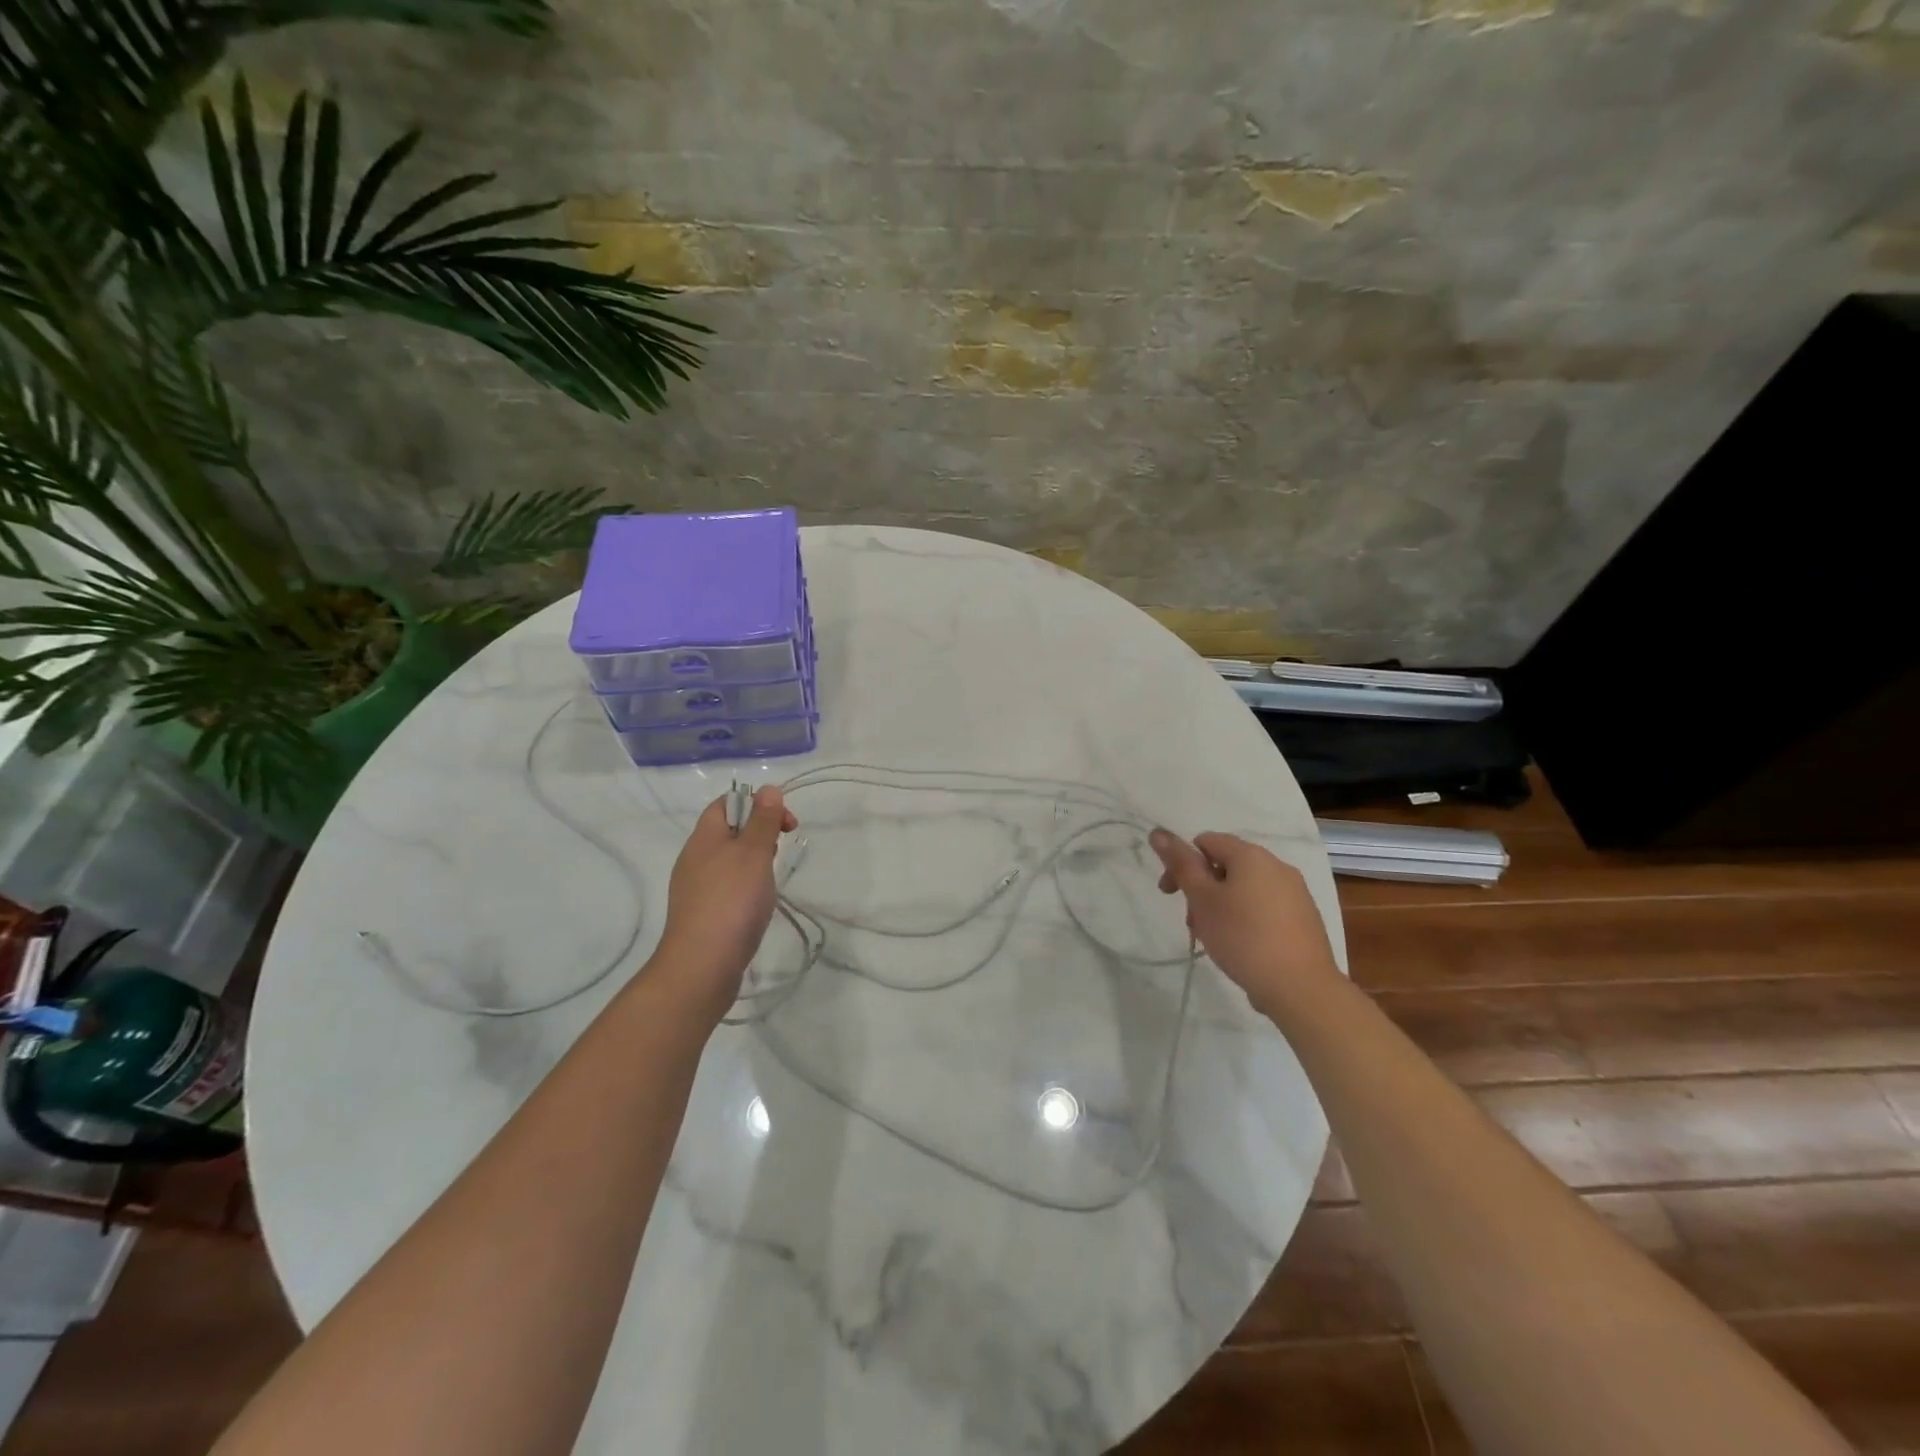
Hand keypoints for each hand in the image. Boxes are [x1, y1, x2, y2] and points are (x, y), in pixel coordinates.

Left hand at [652, 787, 797, 1020]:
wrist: (702, 966)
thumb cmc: (732, 901)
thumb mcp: (754, 852)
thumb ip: (763, 820)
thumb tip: (768, 789)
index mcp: (704, 838)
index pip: (727, 803)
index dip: (757, 804)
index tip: (785, 823)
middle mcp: (695, 858)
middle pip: (729, 831)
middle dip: (760, 834)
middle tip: (781, 851)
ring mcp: (696, 888)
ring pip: (730, 861)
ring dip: (755, 863)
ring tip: (770, 881)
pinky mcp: (702, 914)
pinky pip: (727, 888)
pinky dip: (746, 888)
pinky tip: (757, 906)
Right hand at [1148, 828, 1339, 1011]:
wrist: (1301, 988)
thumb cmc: (1243, 937)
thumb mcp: (1202, 899)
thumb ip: (1180, 864)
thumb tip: (1158, 832)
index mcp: (1251, 856)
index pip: (1206, 841)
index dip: (1182, 864)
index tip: (1171, 895)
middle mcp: (1277, 866)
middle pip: (1225, 866)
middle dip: (1202, 890)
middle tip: (1193, 923)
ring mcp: (1295, 892)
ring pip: (1245, 889)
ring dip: (1222, 906)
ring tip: (1215, 939)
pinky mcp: (1305, 918)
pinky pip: (1265, 907)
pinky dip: (1246, 918)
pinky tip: (1242, 946)